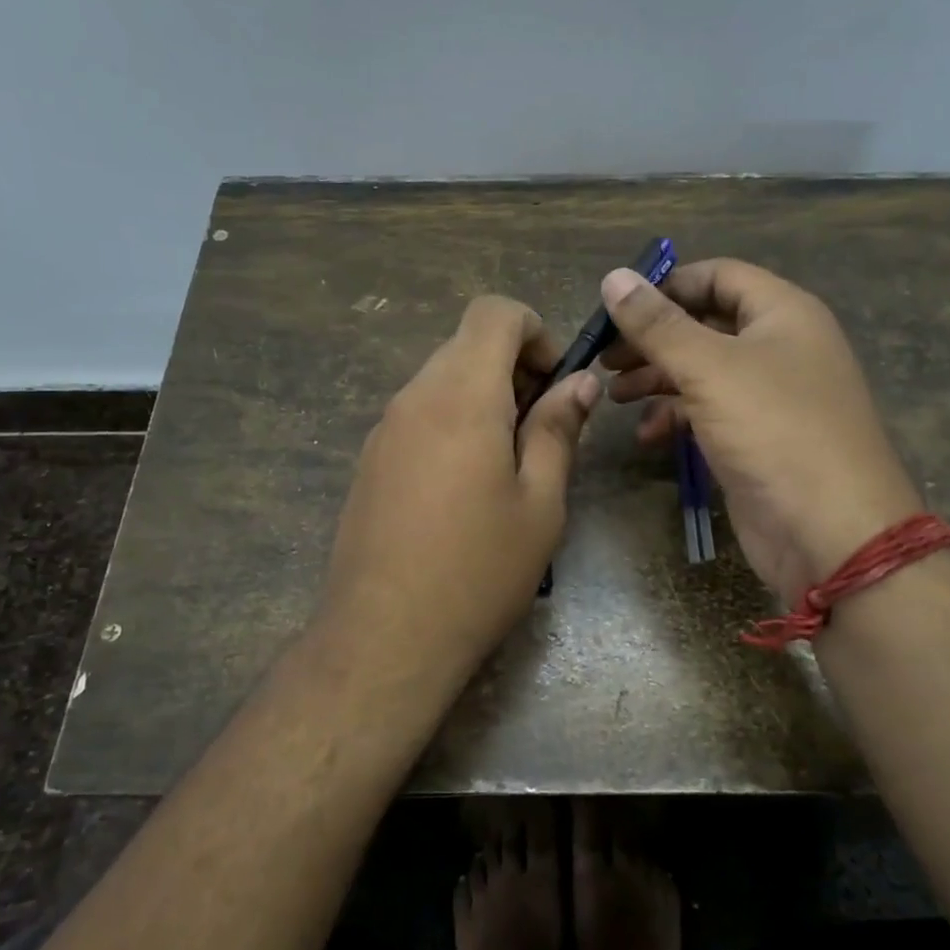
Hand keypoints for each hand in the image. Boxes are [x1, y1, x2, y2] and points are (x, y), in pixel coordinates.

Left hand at [316, 296, 600, 669]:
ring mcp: (384, 428)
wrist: (383, 637)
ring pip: (442, 379)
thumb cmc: (478, 570)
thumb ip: (558, 430)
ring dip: (484, 398)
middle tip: (542, 432)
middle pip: (467, 344)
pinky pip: (419, 414)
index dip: (534, 330)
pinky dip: (453, 423)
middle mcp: (415, 397)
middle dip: (514, 368)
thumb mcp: (540, 502)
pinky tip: (465, 489)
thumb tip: (579, 383)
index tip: (554, 384)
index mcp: (462, 396)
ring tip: (509, 465)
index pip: (493, 312)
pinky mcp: (370, 459)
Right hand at [601, 260, 922, 603]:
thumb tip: (613, 277)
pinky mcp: (756, 439)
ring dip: (656, 379)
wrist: (830, 532)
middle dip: (652, 338)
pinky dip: (675, 418)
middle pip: (704, 324)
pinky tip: (646, 435)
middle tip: (604, 357)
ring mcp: (768, 396)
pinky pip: (708, 413)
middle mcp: (779, 347)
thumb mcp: (709, 368)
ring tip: (613, 394)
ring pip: (702, 371)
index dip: (667, 285)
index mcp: (782, 313)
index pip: (718, 276)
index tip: (617, 307)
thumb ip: (657, 324)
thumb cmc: (773, 430)